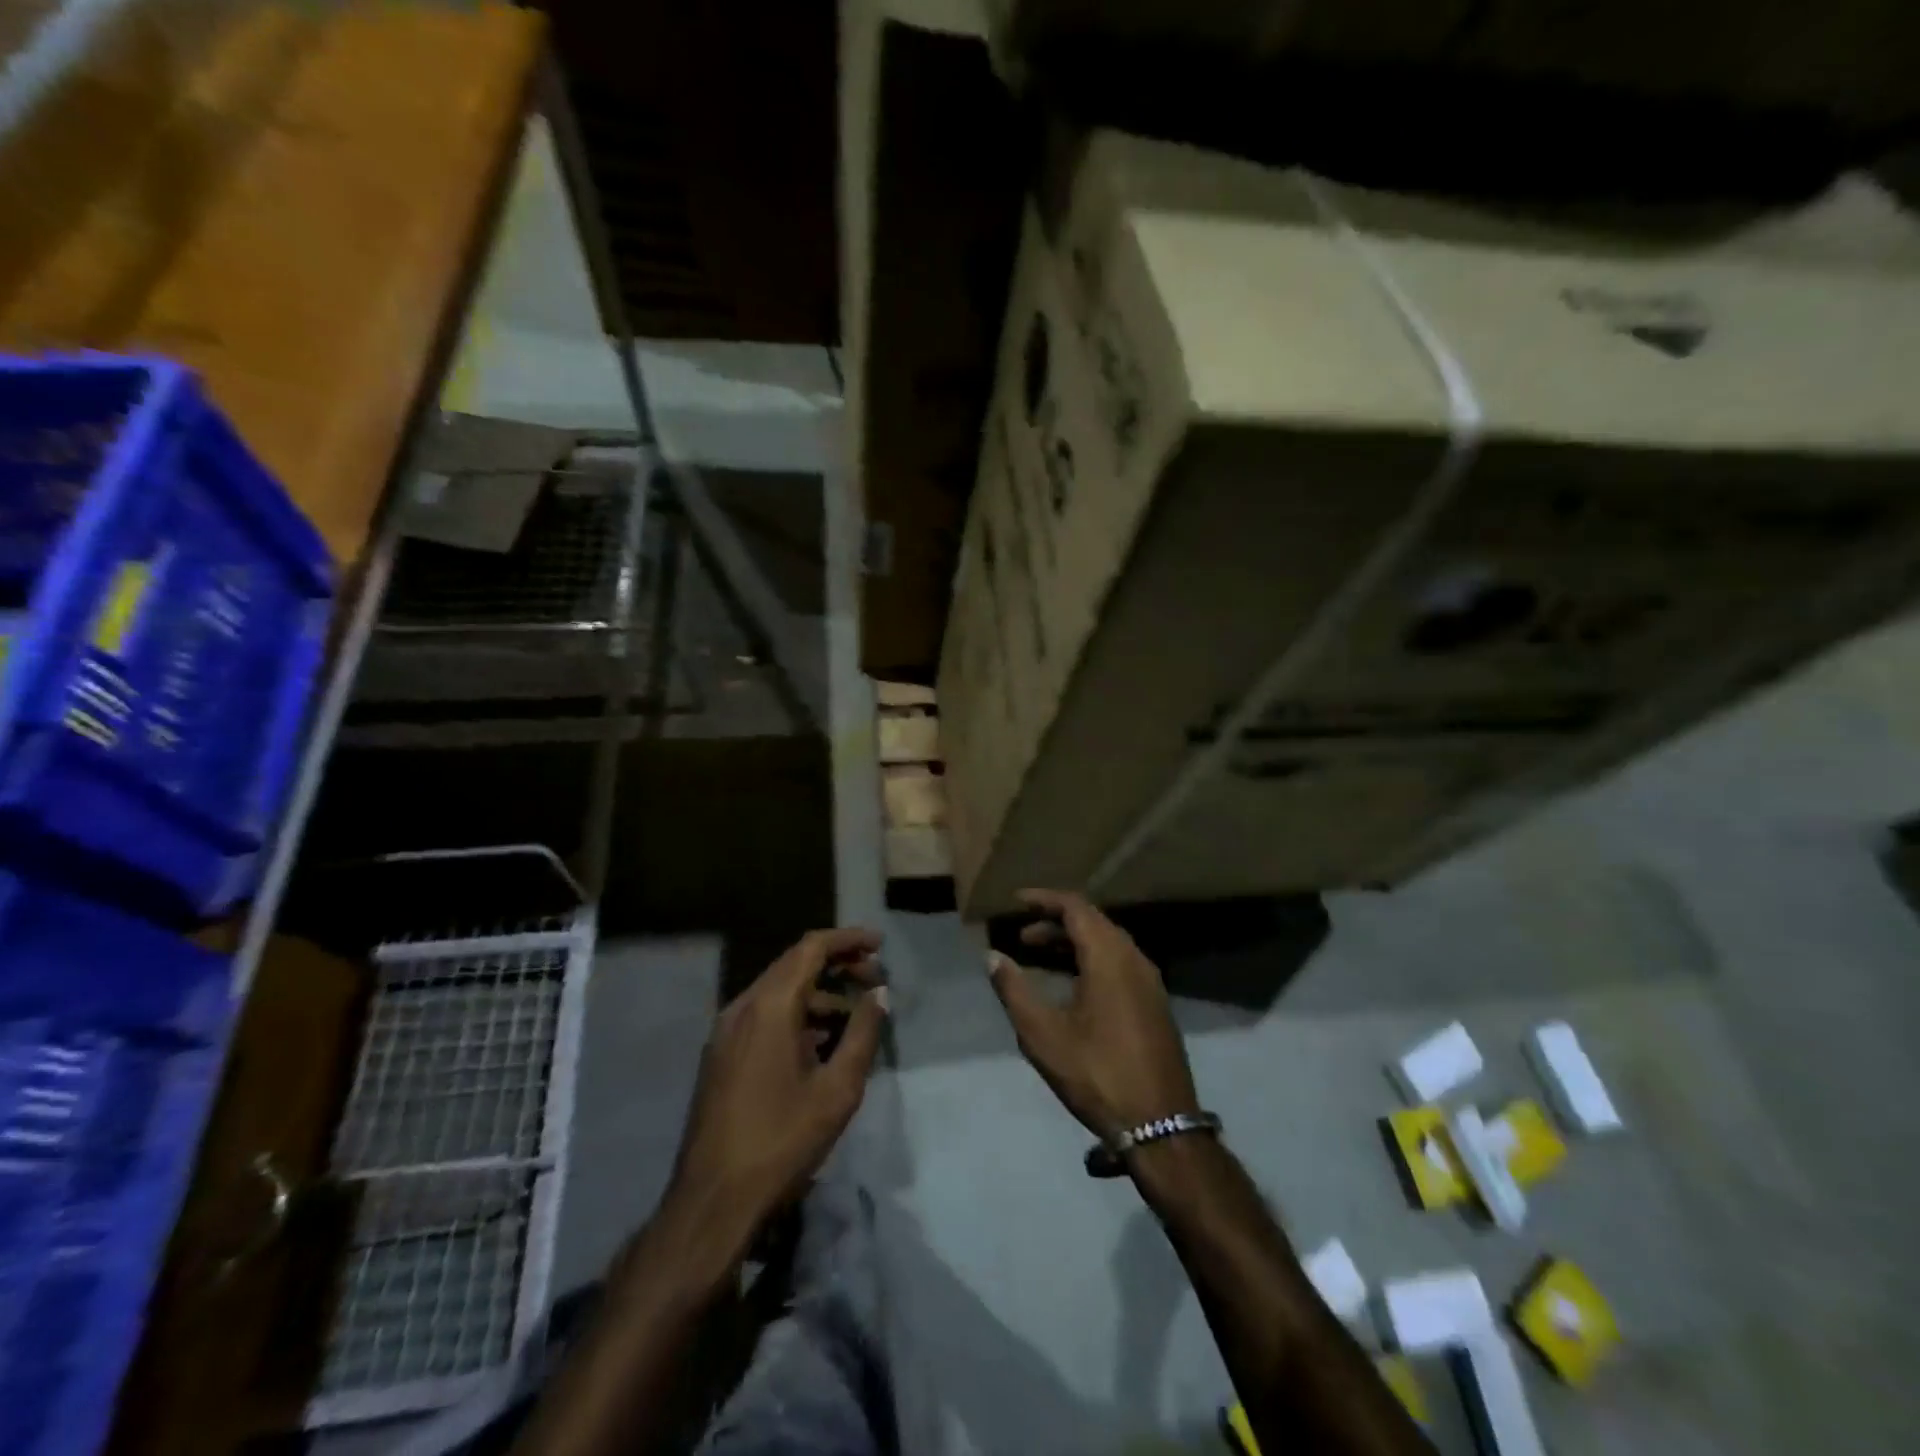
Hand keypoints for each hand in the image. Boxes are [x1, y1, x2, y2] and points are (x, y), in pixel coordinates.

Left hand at [668, 928, 888, 1239]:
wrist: (712, 1201)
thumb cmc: (781, 1141)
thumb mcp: (837, 1089)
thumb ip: (862, 1034)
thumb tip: (878, 995)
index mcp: (769, 1006)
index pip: (811, 948)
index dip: (848, 940)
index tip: (880, 944)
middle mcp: (742, 1007)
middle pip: (794, 965)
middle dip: (837, 965)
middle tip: (875, 980)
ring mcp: (726, 1031)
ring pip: (778, 992)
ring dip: (818, 994)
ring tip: (854, 1017)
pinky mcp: (720, 1055)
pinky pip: (763, 1016)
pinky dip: (796, 1015)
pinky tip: (820, 1044)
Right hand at [988, 889, 1198, 1141]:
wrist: (1160, 1126)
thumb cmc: (1096, 1074)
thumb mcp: (1043, 1034)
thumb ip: (1014, 989)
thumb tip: (991, 956)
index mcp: (1109, 957)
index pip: (1075, 907)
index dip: (1044, 899)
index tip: (1016, 901)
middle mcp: (1134, 959)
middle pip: (1093, 922)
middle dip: (1055, 922)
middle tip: (1022, 936)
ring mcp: (1150, 982)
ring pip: (1108, 943)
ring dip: (1073, 943)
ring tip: (1039, 956)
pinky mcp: (1155, 1004)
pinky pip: (1120, 963)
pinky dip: (1091, 960)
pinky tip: (1072, 985)